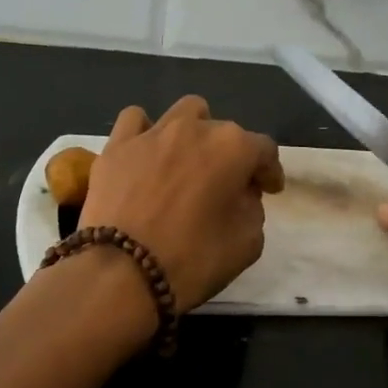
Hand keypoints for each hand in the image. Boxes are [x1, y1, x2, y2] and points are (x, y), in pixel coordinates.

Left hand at [80, 96, 283, 313]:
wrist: (121, 273)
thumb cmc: (192, 259)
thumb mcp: (247, 243)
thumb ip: (253, 209)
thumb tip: (241, 196)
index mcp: (233, 148)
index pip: (264, 150)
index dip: (270, 172)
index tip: (269, 191)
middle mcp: (196, 129)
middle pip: (224, 131)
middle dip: (231, 156)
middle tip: (227, 186)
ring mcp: (153, 133)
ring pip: (183, 113)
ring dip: (194, 131)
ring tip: (188, 159)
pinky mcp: (117, 146)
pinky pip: (135, 121)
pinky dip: (145, 132)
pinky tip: (147, 152)